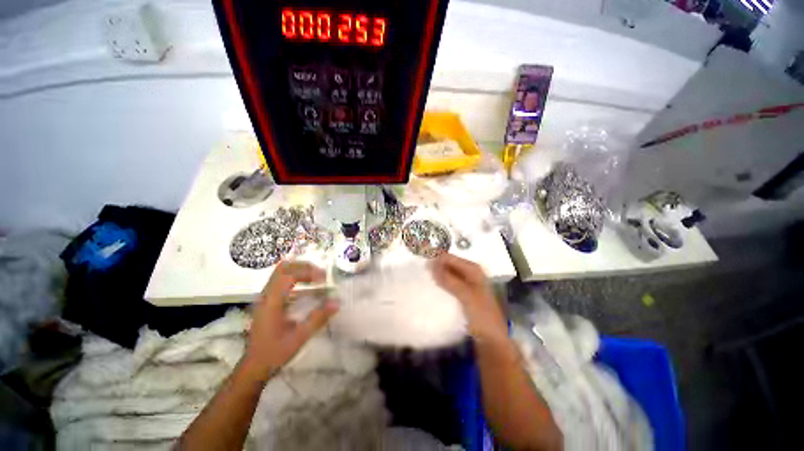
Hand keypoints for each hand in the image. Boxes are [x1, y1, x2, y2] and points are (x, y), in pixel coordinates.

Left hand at [242, 261, 338, 379]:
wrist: (254, 367)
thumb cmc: (275, 353)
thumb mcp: (300, 337)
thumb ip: (319, 318)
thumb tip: (337, 302)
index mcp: (272, 302)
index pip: (288, 274)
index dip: (307, 271)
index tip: (324, 278)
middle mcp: (266, 295)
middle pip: (283, 268)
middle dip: (304, 266)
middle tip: (321, 274)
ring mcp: (265, 297)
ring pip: (281, 272)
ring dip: (300, 271)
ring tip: (317, 278)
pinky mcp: (268, 301)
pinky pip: (281, 281)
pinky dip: (296, 278)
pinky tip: (308, 288)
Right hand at [431, 254, 507, 344]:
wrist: (492, 339)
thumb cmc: (482, 315)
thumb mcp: (466, 295)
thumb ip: (449, 280)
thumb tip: (431, 264)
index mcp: (473, 269)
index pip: (450, 258)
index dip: (436, 260)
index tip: (422, 266)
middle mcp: (470, 273)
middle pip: (449, 264)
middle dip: (436, 266)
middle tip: (420, 272)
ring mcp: (467, 283)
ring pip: (448, 273)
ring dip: (437, 275)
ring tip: (424, 279)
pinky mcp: (463, 293)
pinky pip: (449, 283)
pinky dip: (441, 284)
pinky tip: (433, 288)